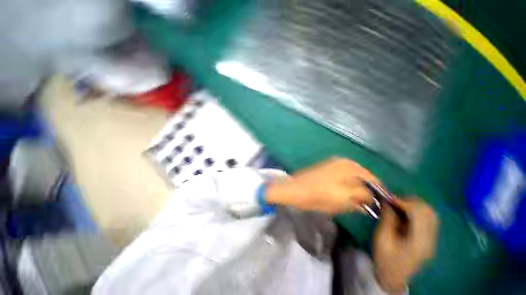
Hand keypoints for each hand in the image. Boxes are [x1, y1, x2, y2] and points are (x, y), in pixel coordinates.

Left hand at [265, 157, 377, 214]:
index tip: (380, 203)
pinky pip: (345, 171)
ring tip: (356, 197)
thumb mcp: (342, 201)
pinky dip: (349, 180)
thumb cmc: (318, 197)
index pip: (373, 180)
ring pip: (355, 173)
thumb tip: (370, 199)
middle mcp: (345, 162)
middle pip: (365, 175)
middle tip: (367, 202)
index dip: (378, 192)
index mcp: (350, 169)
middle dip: (368, 188)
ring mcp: (335, 162)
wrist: (296, 188)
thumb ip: (360, 198)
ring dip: (358, 184)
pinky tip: (346, 189)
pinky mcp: (328, 164)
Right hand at [373, 198, 438, 293]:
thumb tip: (387, 201)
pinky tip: (404, 213)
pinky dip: (416, 211)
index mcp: (419, 242)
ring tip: (397, 206)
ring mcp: (432, 239)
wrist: (394, 277)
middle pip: (429, 211)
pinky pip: (427, 218)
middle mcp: (430, 239)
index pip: (420, 214)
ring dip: (413, 205)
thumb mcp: (382, 238)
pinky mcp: (429, 238)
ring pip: (430, 213)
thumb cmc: (385, 259)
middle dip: (410, 201)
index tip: (388, 198)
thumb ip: (387, 219)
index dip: (404, 202)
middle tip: (392, 202)